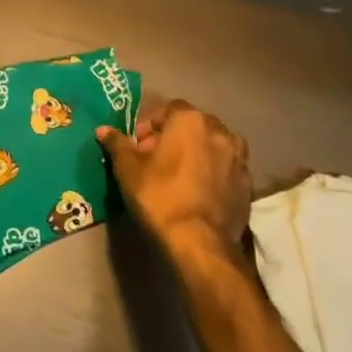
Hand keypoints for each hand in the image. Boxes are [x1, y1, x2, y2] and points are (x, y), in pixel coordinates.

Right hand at [98, 99, 252, 272]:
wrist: (199, 242)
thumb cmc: (159, 195)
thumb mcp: (128, 169)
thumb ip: (117, 144)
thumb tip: (103, 129)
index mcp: (190, 120)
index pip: (168, 109)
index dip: (150, 125)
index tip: (138, 146)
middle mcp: (220, 131)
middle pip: (193, 125)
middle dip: (175, 137)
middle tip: (156, 160)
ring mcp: (239, 158)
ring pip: (214, 145)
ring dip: (198, 152)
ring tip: (182, 174)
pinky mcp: (249, 184)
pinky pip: (227, 168)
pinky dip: (214, 172)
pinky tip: (200, 191)